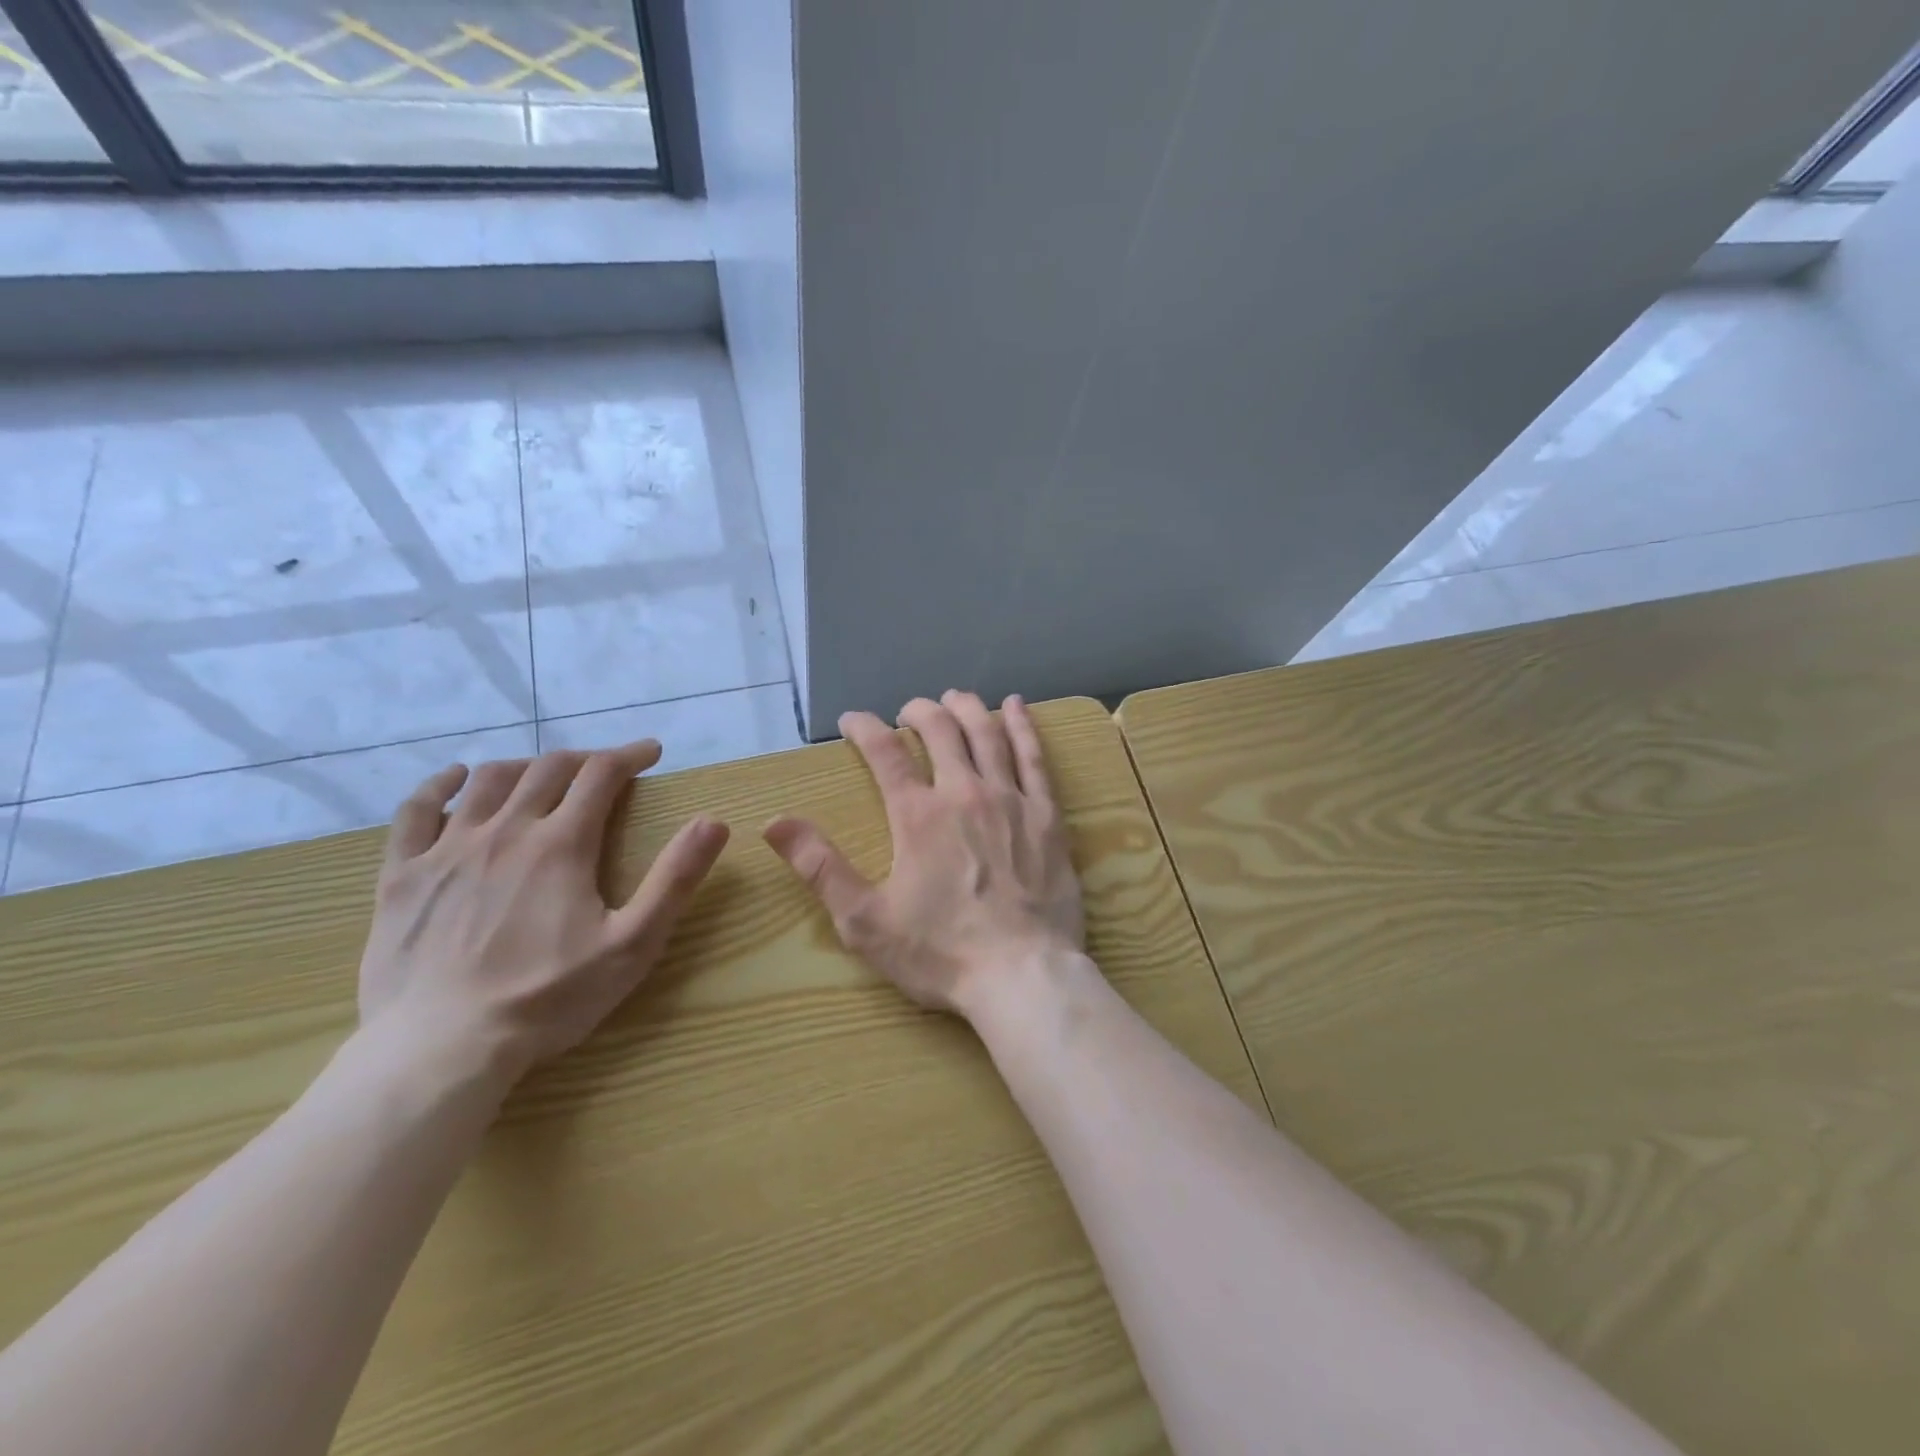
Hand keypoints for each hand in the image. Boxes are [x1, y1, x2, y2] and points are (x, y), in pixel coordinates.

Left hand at [359, 741, 729, 1085]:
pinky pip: (415, 811)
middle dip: (585, 759)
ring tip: (545, 775)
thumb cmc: (547, 999)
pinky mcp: (402, 875)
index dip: (630, 755)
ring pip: (490, 781)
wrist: (440, 1049)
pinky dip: (440, 785)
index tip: (651, 752)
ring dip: (526, 766)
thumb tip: (713, 822)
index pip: (602, 774)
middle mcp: (505, 831)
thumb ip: (674, 880)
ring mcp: (447, 849)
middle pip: (548, 769)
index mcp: (562, 844)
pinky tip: (455, 780)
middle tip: (606, 770)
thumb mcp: (632, 945)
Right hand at [764, 691, 1084, 1018]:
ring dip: (967, 709)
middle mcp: (964, 793)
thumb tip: (774, 823)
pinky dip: (1023, 726)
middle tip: (908, 711)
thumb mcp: (865, 920)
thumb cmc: (940, 952)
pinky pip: (1034, 757)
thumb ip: (820, 867)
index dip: (864, 728)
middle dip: (919, 712)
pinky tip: (1016, 705)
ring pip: (987, 734)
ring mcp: (1010, 799)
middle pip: (940, 730)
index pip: (885, 754)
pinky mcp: (1047, 815)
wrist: (1022, 975)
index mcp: (917, 815)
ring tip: (955, 698)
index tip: (852, 720)